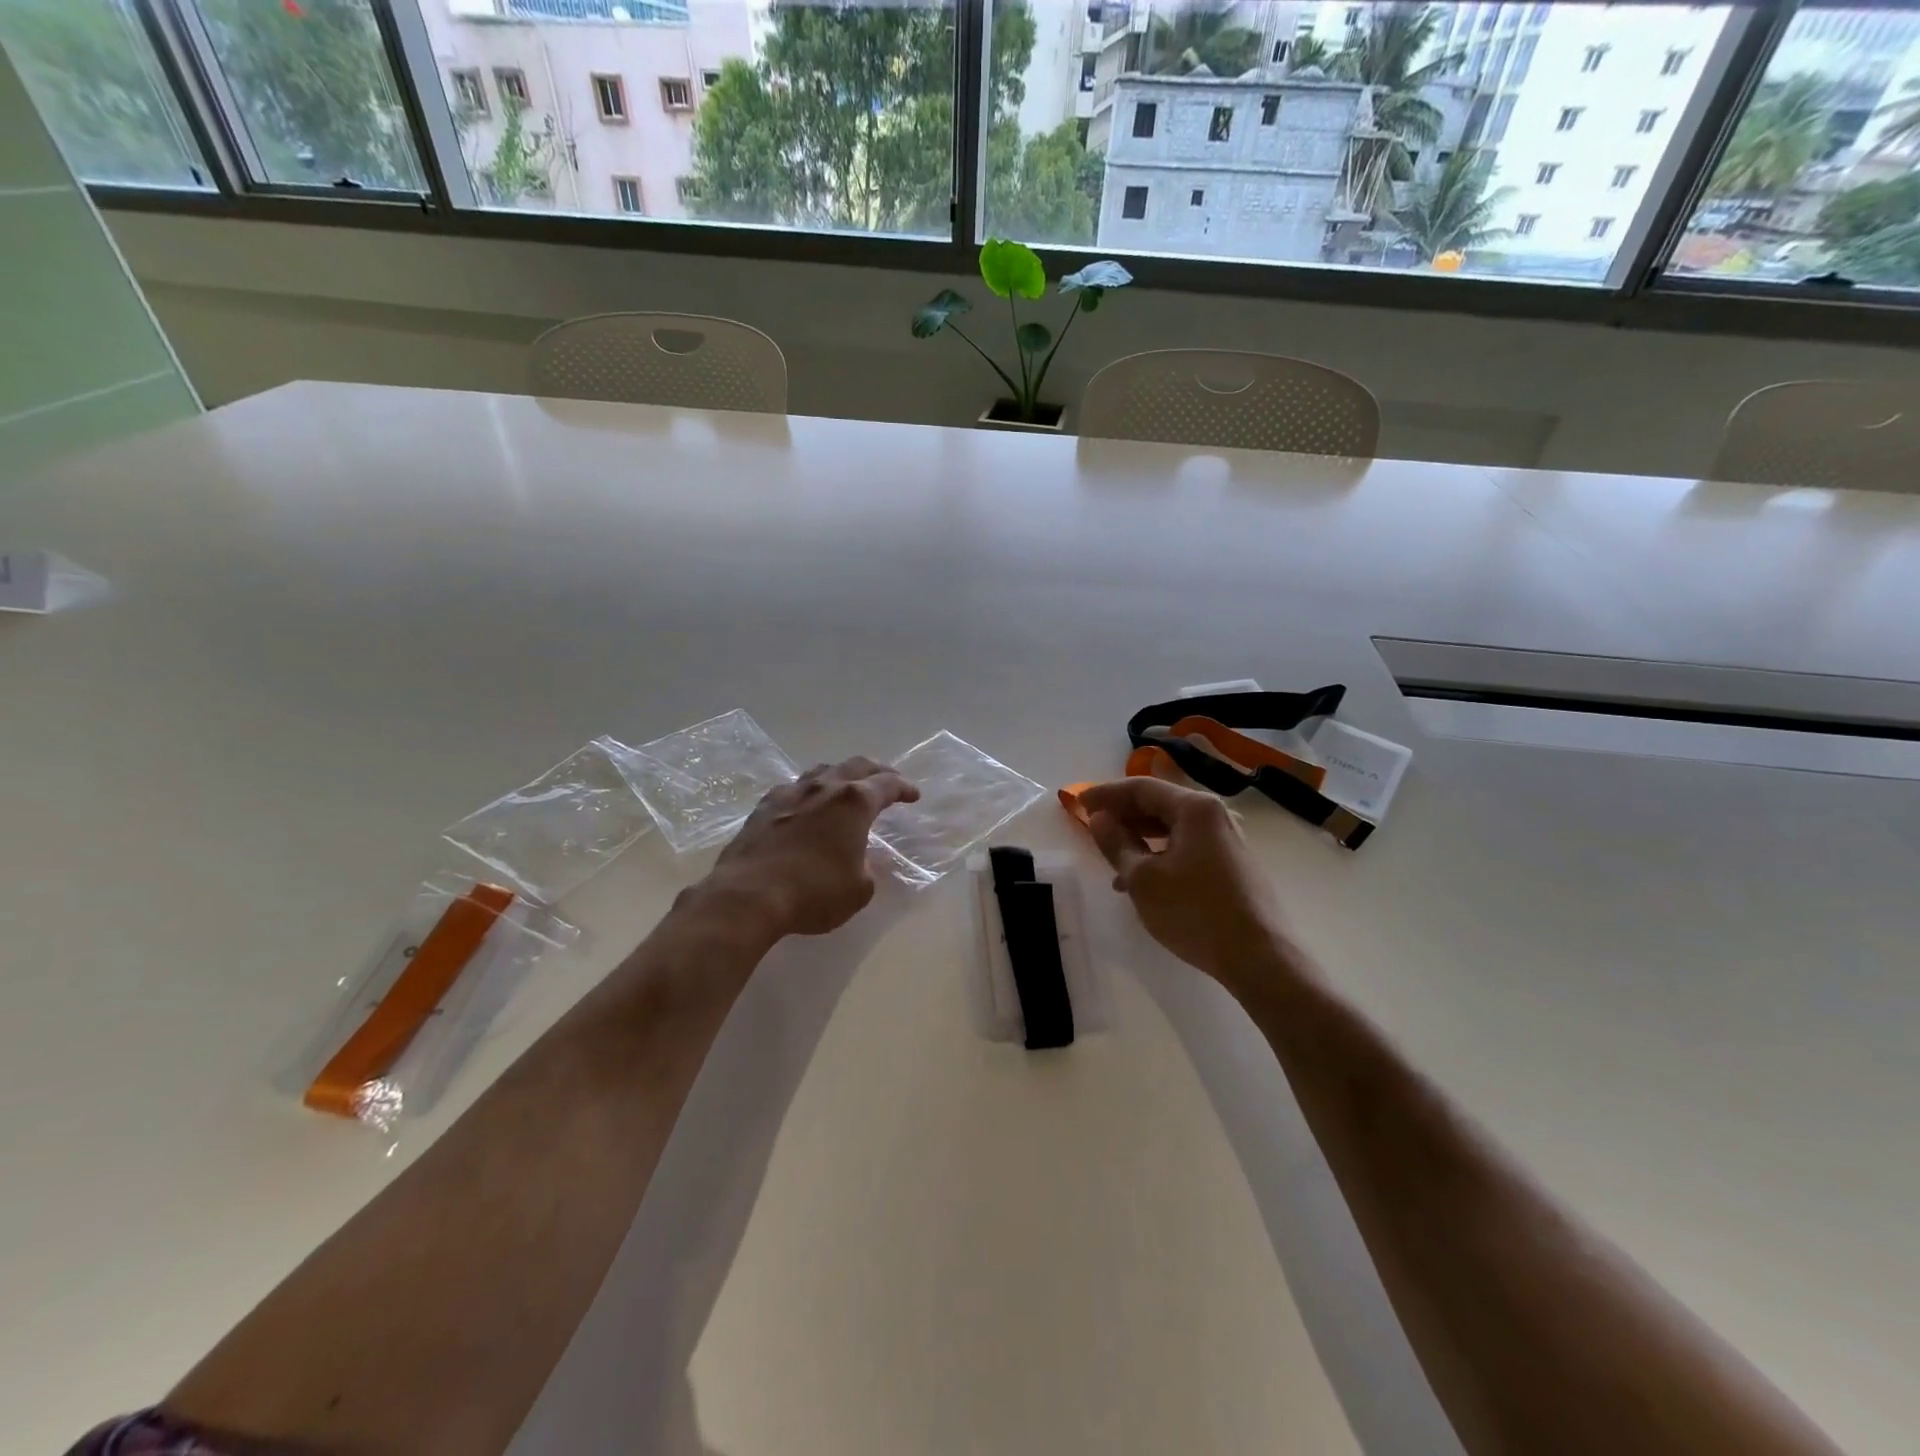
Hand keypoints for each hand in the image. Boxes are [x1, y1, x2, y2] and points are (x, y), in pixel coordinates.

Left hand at [699, 757, 919, 940]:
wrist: (748, 896)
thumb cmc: (813, 893)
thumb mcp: (858, 890)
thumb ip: (868, 870)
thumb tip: (861, 861)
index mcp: (854, 802)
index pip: (887, 785)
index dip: (904, 788)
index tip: (913, 795)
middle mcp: (824, 788)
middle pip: (856, 766)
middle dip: (877, 771)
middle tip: (888, 780)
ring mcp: (790, 793)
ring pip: (822, 771)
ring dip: (841, 775)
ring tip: (847, 786)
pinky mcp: (763, 807)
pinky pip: (794, 788)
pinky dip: (810, 791)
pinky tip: (807, 803)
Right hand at [1080, 778, 1294, 994]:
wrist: (1260, 957)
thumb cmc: (1195, 912)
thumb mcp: (1143, 879)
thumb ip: (1116, 844)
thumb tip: (1099, 819)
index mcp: (1195, 808)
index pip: (1142, 788)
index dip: (1106, 794)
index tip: (1078, 804)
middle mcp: (1215, 815)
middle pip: (1160, 804)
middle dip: (1123, 814)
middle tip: (1093, 827)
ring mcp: (1228, 840)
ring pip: (1173, 828)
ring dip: (1139, 838)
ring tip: (1111, 858)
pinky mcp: (1233, 865)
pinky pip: (1187, 847)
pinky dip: (1160, 854)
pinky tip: (1142, 879)